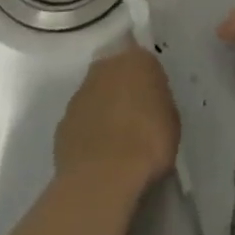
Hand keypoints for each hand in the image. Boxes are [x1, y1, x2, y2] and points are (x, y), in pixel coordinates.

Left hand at [54, 45, 179, 190]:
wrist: (105, 175)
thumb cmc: (149, 141)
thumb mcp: (172, 120)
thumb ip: (159, 104)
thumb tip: (150, 109)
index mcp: (137, 60)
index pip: (145, 64)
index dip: (149, 86)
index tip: (154, 107)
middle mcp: (106, 67)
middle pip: (115, 75)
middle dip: (122, 92)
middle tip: (134, 122)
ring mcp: (80, 94)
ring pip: (95, 97)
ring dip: (102, 112)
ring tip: (115, 146)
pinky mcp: (62, 123)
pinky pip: (80, 123)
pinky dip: (87, 134)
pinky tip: (97, 159)